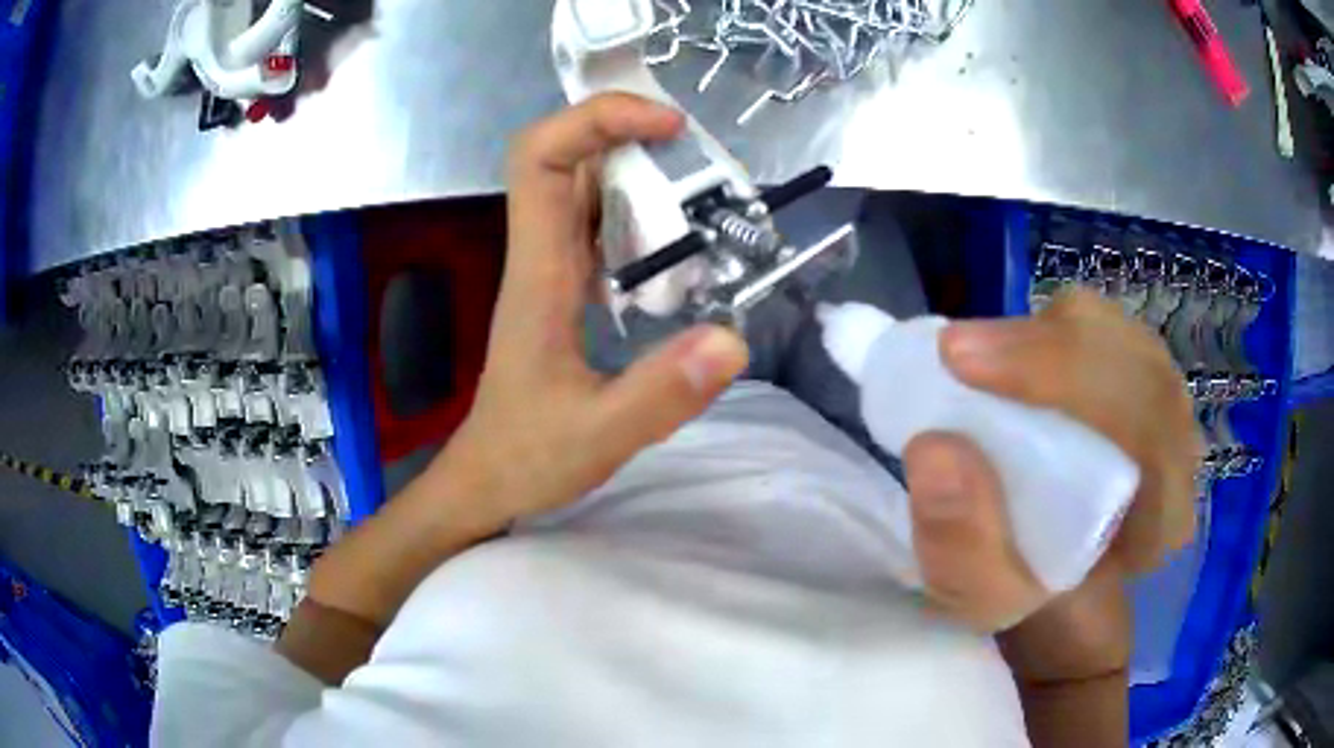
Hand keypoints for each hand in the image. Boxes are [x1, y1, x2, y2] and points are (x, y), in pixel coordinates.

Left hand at [428, 93, 749, 526]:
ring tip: (708, 187)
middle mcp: (542, 255)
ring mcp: (553, 268)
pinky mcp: (568, 287)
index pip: (542, 159)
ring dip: (643, 168)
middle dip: (631, 133)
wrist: (488, 479)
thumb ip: (662, 394)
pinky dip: (644, 209)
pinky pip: (601, 224)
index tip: (668, 127)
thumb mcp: (599, 435)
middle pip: (567, 157)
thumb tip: (735, 339)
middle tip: (704, 156)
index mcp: (540, 272)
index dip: (598, 121)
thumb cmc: (528, 457)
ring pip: (586, 186)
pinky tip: (687, 238)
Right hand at [903, 289, 1199, 631]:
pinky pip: (1109, 333)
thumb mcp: (980, 600)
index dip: (1065, 382)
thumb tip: (934, 447)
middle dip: (1052, 349)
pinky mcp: (1139, 381)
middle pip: (1138, 367)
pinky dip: (1054, 329)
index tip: (965, 367)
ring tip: (979, 356)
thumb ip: (963, 547)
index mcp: (1160, 522)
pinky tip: (1013, 352)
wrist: (1055, 581)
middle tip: (959, 350)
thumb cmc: (1025, 594)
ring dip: (1050, 335)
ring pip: (1124, 338)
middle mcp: (1178, 458)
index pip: (1143, 429)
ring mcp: (1164, 411)